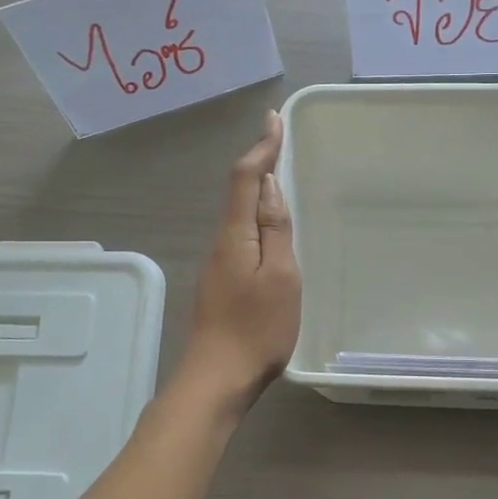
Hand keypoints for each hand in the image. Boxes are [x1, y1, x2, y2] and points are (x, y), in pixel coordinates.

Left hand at [179, 111, 300, 410]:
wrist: (217, 379)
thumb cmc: (257, 329)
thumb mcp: (280, 277)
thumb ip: (275, 230)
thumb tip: (270, 188)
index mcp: (235, 236)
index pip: (245, 179)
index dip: (261, 147)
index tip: (273, 119)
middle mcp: (221, 243)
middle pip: (238, 193)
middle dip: (258, 163)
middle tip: (280, 142)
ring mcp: (218, 265)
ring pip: (238, 216)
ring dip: (257, 191)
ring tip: (280, 176)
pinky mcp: (221, 284)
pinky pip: (240, 237)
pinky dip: (256, 219)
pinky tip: (269, 229)